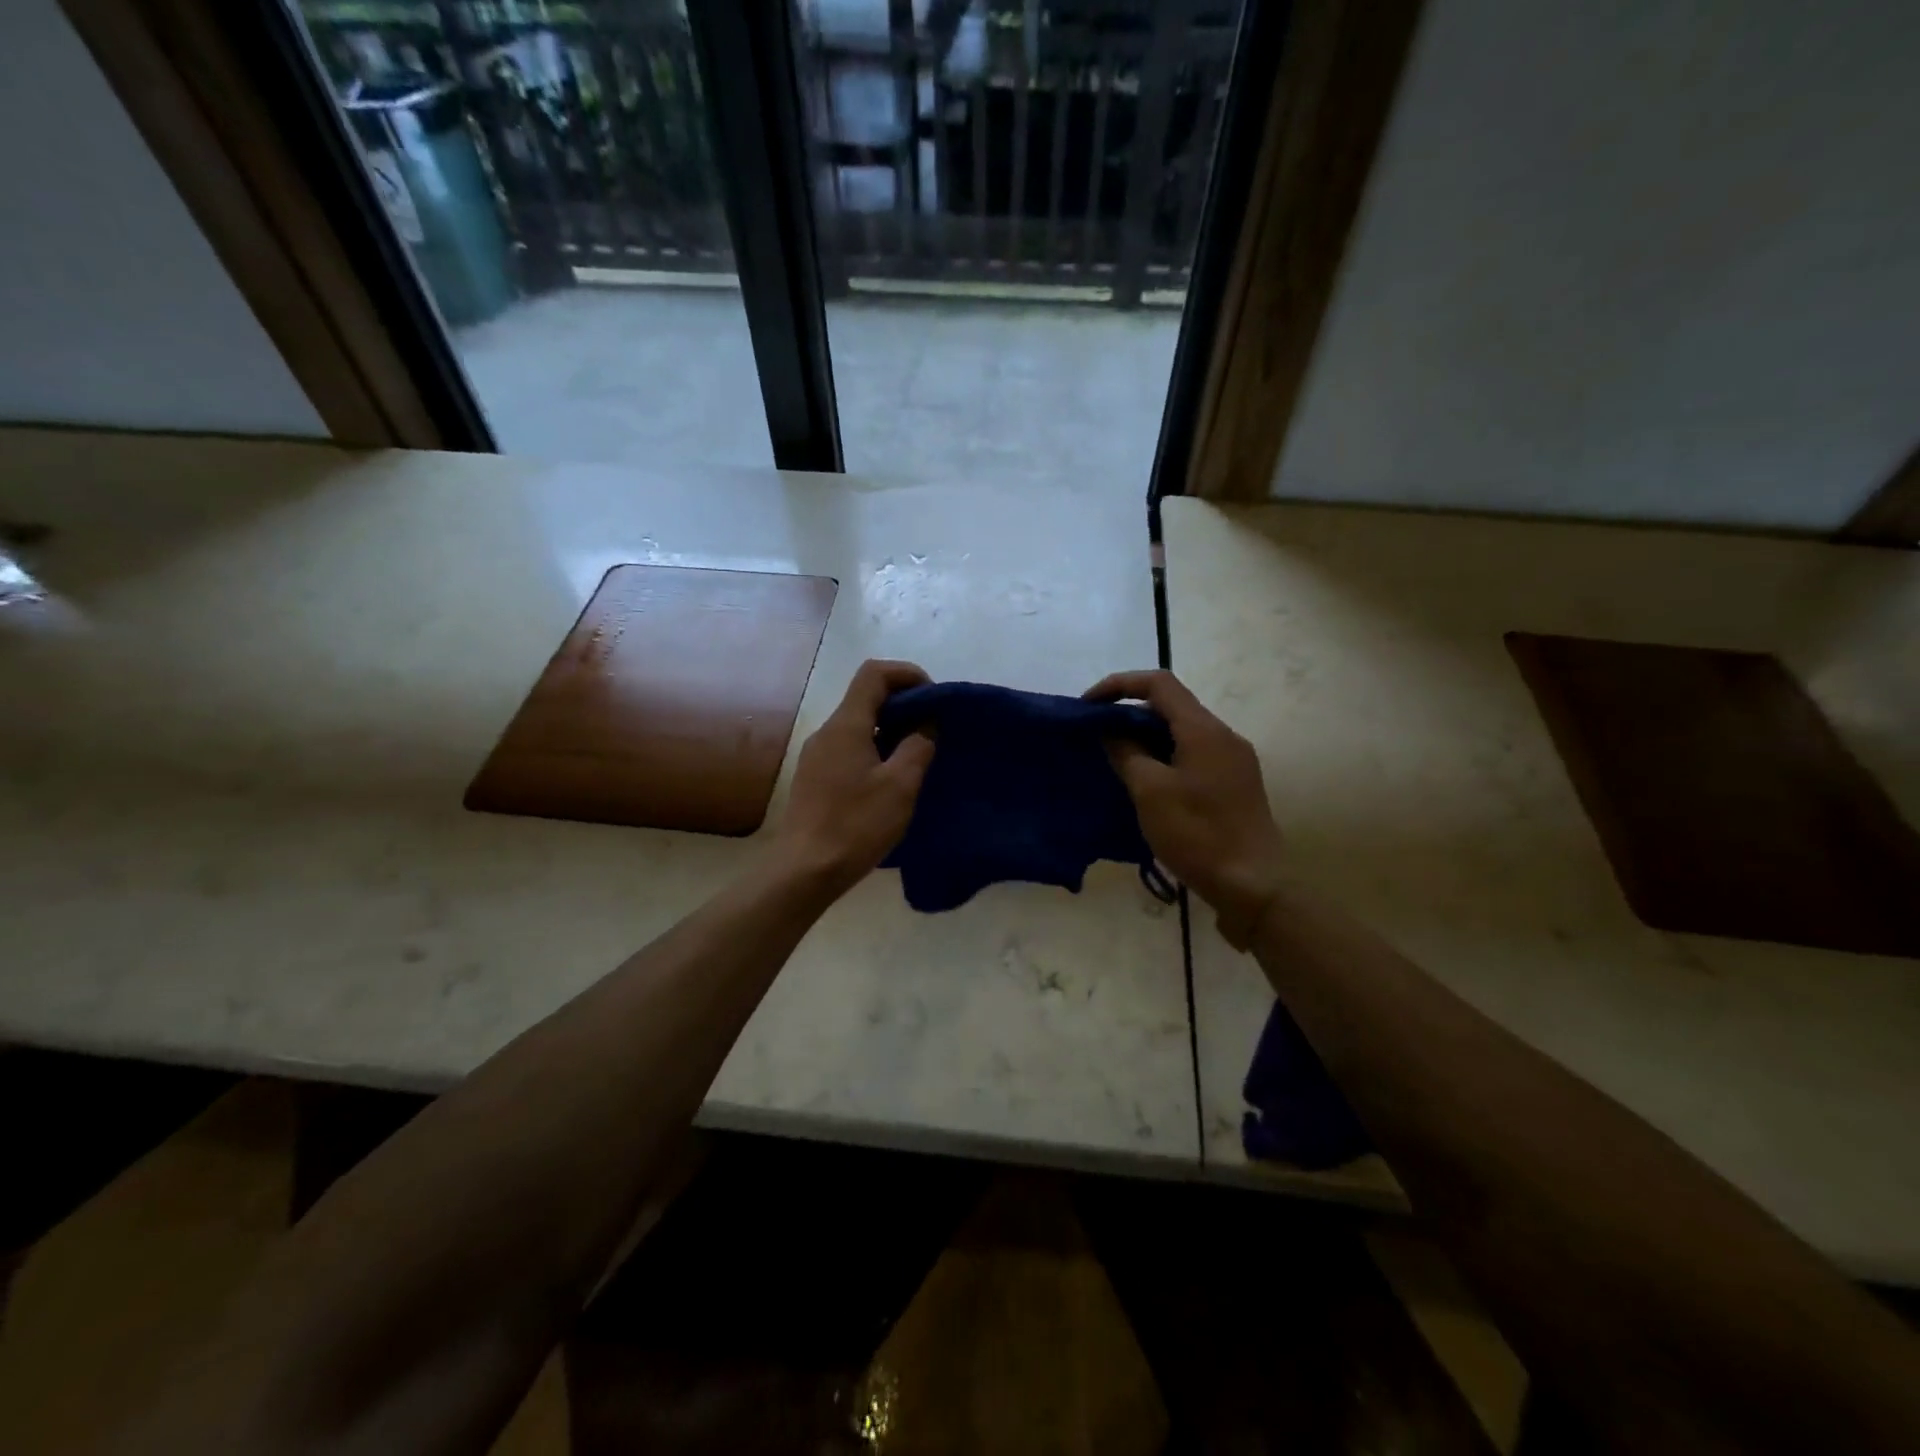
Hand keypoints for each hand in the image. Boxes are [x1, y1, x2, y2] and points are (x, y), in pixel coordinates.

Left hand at [774, 659, 935, 892]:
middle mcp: (827, 732)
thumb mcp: (900, 786)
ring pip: (858, 725)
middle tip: (933, 729)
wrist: (805, 871)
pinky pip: (849, 749)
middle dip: (903, 703)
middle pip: (865, 698)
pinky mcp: (814, 778)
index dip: (907, 674)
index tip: (933, 698)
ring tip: (916, 756)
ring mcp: (816, 756)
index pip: (874, 673)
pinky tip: (890, 780)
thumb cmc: (856, 825)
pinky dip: (874, 750)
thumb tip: (925, 725)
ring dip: (890, 729)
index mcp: (846, 725)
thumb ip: (918, 747)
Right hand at [1085, 669, 1288, 947]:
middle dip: (1130, 713)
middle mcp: (1224, 736)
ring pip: (1183, 732)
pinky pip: (1194, 755)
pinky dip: (1165, 756)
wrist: (1253, 885)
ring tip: (1117, 759)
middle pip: (1172, 706)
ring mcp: (1234, 760)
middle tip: (1098, 736)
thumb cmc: (1197, 834)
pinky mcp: (1236, 784)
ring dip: (1147, 737)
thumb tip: (1112, 731)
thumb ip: (1126, 753)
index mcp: (1204, 730)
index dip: (1119, 685)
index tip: (1089, 705)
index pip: (1159, 683)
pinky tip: (1148, 783)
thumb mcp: (1149, 792)